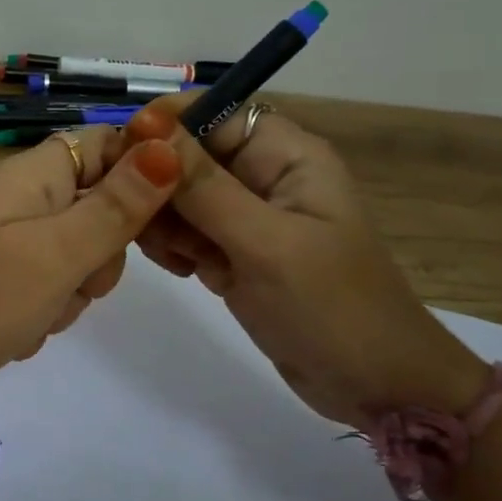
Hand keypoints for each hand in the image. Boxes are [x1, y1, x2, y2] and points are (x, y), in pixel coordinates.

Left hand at [0, 127, 182, 398]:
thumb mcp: (58, 254)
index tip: (154, 229)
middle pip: (96, 208)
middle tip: (72, 283)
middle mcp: (19, 196)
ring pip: (71, 257)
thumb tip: (170, 146)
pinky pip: (38, 286)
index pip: (109, 146)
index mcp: (36, 174)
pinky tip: (12, 335)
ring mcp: (1, 237)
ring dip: (67, 294)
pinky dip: (37, 313)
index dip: (141, 178)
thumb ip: (117, 205)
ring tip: (33, 317)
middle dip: (98, 256)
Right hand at [105, 100, 487, 428]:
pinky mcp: (234, 252)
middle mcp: (264, 176)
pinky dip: (173, 247)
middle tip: (142, 223)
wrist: (376, 388)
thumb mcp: (265, 243)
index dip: (166, 125)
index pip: (213, 112)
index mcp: (286, 155)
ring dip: (163, 220)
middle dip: (159, 182)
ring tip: (176, 258)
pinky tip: (184, 271)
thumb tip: (145, 128)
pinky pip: (185, 231)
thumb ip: (203, 187)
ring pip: (178, 195)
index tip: (125, 157)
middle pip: (188, 154)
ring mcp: (247, 217)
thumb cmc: (331, 309)